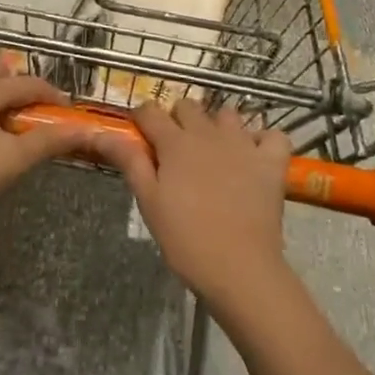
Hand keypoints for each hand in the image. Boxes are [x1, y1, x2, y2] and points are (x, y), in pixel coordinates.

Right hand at [96, 99, 291, 309]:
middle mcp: (209, 133)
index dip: (142, 119)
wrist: (240, 268)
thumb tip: (102, 132)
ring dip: (218, 126)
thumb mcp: (149, 202)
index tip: (140, 136)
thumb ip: (129, 161)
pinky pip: (273, 135)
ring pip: (227, 114)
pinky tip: (254, 156)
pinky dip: (264, 140)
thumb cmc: (186, 239)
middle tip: (175, 151)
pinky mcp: (271, 161)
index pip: (150, 111)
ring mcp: (244, 144)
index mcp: (175, 143)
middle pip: (188, 106)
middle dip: (178, 120)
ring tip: (214, 152)